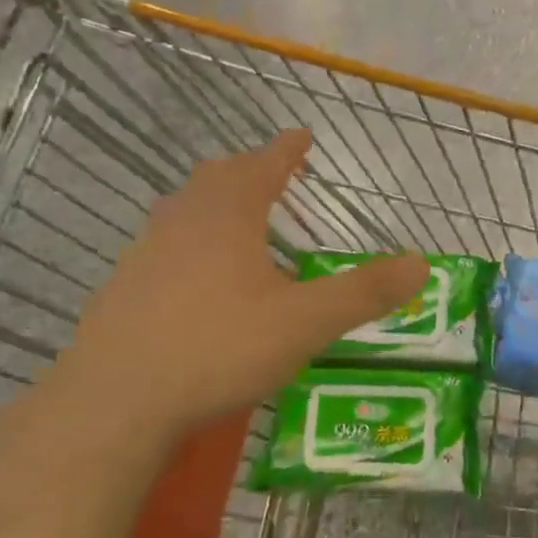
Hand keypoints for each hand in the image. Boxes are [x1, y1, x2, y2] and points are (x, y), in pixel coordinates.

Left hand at [55, 130, 428, 441]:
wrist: (116, 402)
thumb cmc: (218, 348)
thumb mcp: (304, 323)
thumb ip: (363, 292)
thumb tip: (421, 263)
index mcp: (229, 213)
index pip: (265, 164)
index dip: (287, 149)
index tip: (302, 136)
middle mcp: (184, 219)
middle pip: (219, 177)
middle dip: (249, 170)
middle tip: (272, 174)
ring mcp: (146, 251)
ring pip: (184, 208)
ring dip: (215, 202)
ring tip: (237, 219)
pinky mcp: (123, 286)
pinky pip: (164, 245)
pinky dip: (189, 241)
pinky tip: (195, 277)